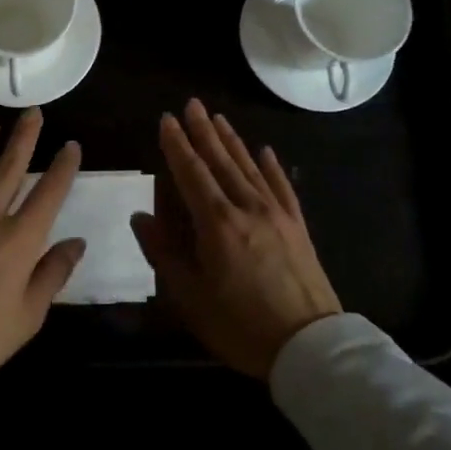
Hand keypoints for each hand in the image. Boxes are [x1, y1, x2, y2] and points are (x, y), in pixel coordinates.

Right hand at [130, 98, 341, 379]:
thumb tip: (140, 216)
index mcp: (217, 224)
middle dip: (203, 131)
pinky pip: (281, 186)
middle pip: (221, 161)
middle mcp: (247, 207)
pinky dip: (271, 166)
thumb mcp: (190, 297)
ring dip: (232, 141)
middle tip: (192, 104)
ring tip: (219, 118)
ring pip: (249, 167)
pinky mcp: (297, 226)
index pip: (191, 173)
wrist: (310, 345)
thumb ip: (163, 253)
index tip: (166, 119)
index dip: (176, 145)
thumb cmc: (241, 325)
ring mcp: (277, 214)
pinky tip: (265, 151)